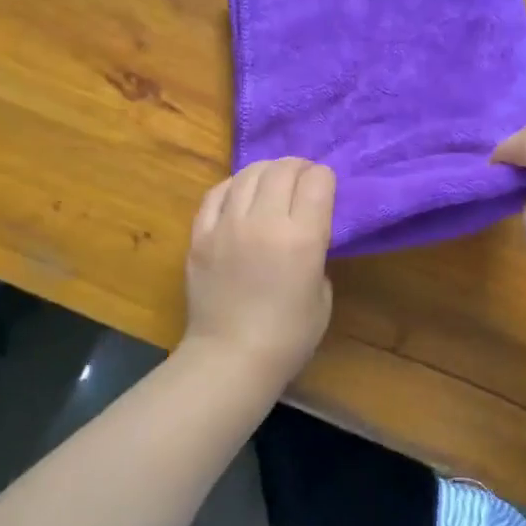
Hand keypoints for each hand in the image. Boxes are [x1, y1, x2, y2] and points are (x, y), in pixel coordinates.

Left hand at [184, 158, 335, 382]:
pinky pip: (216, 193)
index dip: (324, 178)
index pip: (317, 181)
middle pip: (283, 170)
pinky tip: (240, 192)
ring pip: (248, 174)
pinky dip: (233, 185)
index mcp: (302, 238)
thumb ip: (316, 253)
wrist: (231, 358)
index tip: (325, 187)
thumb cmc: (288, 337)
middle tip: (302, 177)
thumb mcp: (323, 294)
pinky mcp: (200, 235)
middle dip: (298, 167)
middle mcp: (264, 222)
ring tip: (272, 180)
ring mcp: (227, 225)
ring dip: (267, 171)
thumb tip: (304, 233)